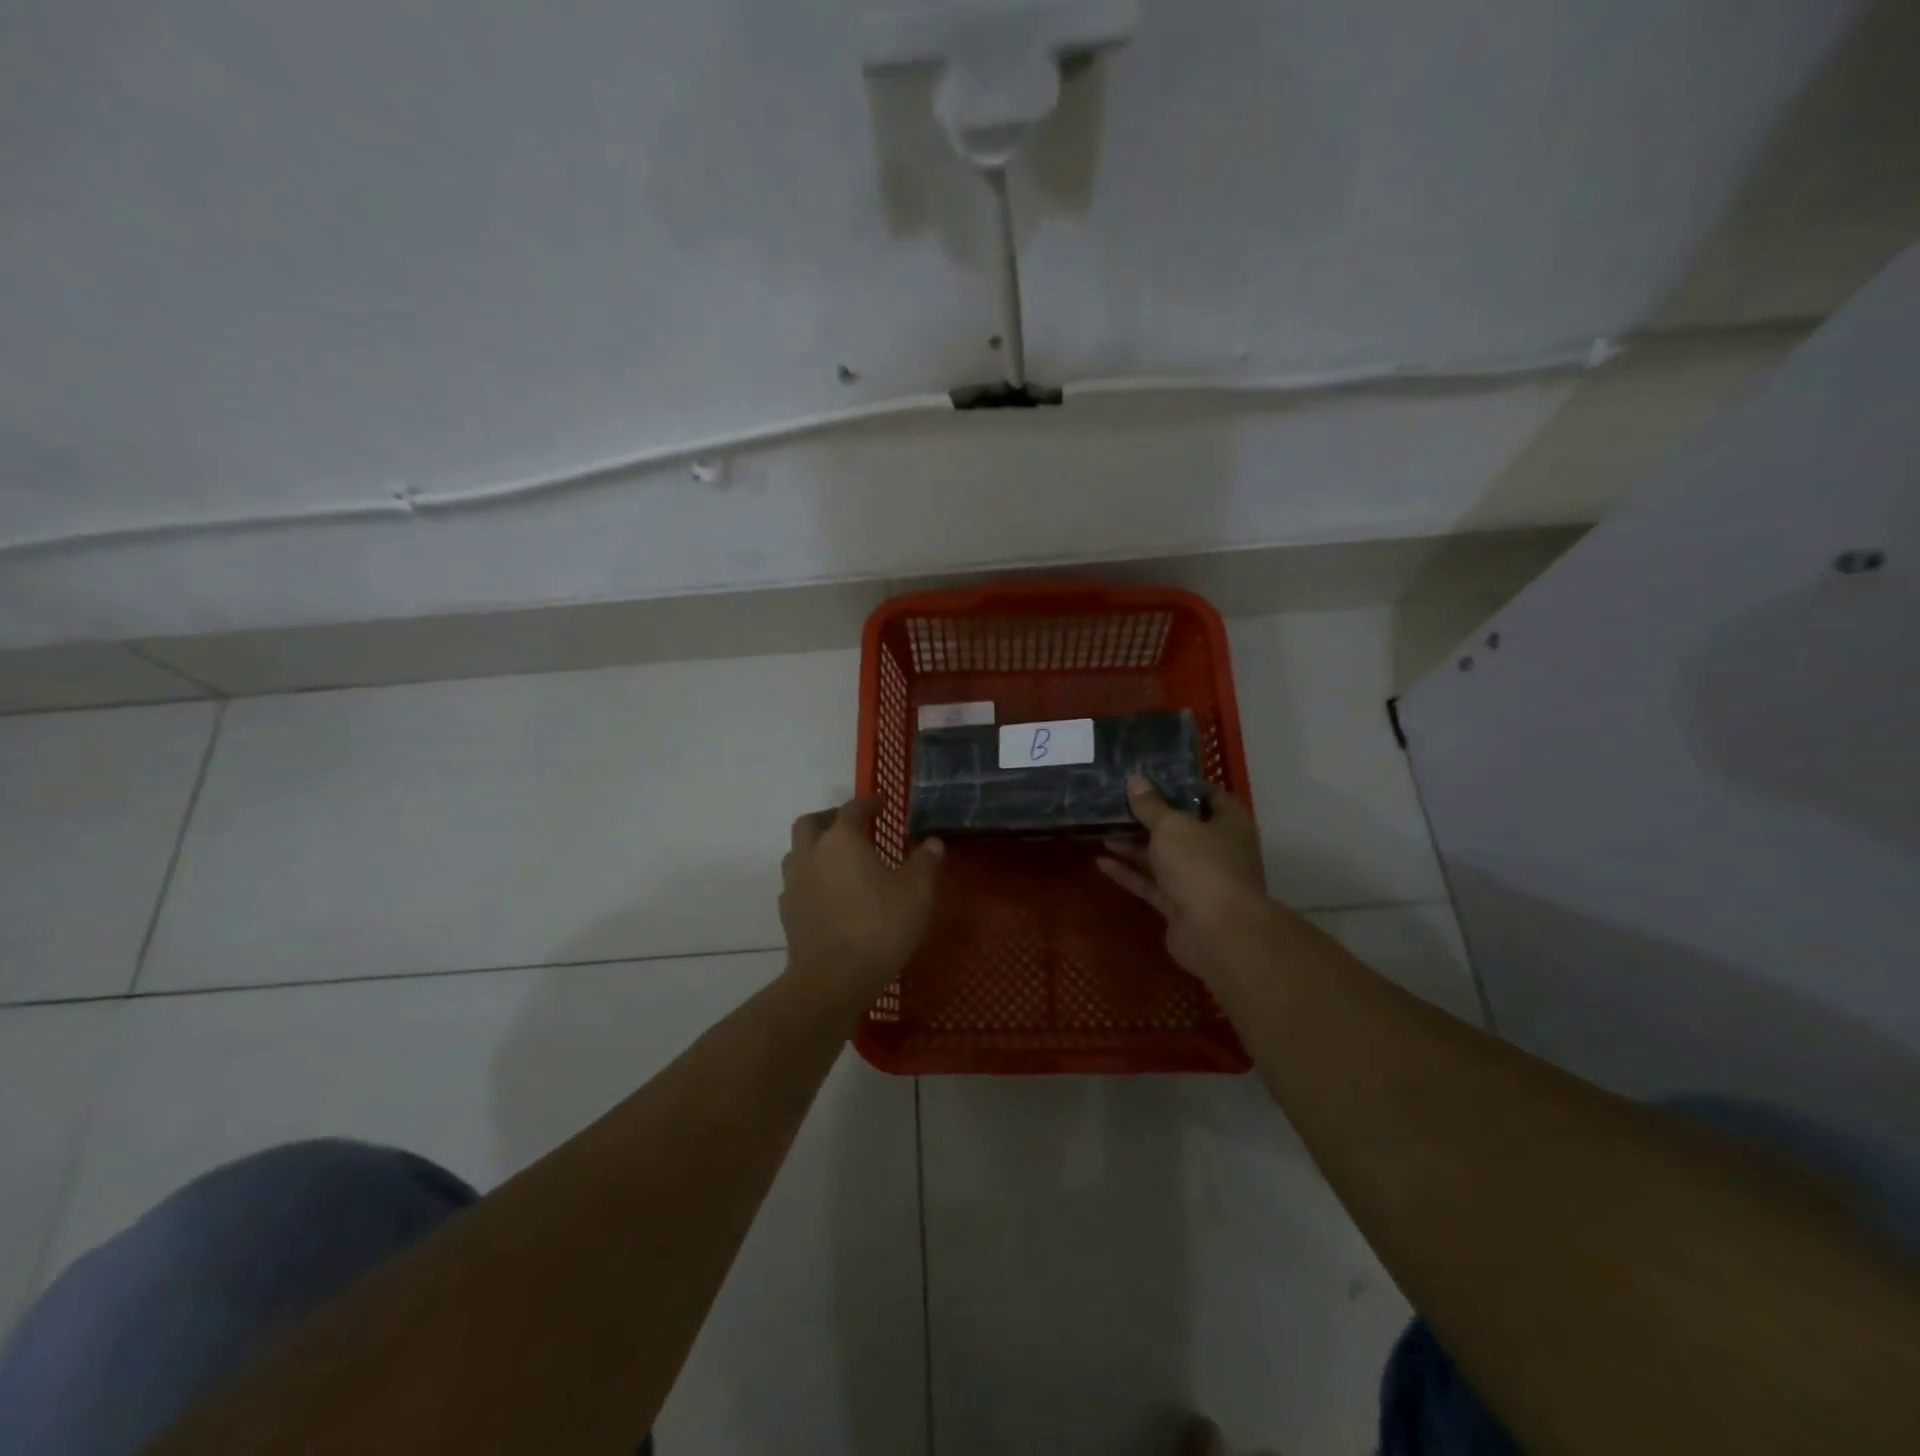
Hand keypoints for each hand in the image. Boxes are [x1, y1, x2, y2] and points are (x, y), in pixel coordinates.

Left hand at [780, 799, 943, 999]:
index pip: (852, 809)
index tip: (881, 803)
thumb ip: (924, 863)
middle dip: (830, 818)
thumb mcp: (916, 892)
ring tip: (838, 859)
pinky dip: (810, 879)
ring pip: (797, 852)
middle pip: (811, 823)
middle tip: (851, 825)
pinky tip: (827, 893)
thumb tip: (933, 842)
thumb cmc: (879, 926)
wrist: (833, 978)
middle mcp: (811, 853)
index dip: (868, 803)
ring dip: (815, 848)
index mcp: (841, 840)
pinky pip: (796, 884)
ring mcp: (794, 883)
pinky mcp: (787, 912)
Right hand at [1097, 775, 1273, 984]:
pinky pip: (1152, 884)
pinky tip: (1101, 862)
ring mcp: (1200, 881)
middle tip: (1116, 802)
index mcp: (1229, 823)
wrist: (1217, 933)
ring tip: (1102, 829)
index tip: (1150, 776)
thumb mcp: (1171, 826)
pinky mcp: (1181, 907)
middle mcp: (1218, 850)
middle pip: (1182, 828)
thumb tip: (1136, 780)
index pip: (1208, 795)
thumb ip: (1150, 805)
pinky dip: (1130, 873)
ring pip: (1163, 858)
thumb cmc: (1201, 865)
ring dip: (1134, 846)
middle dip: (1150, 817)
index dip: (1180, 784)